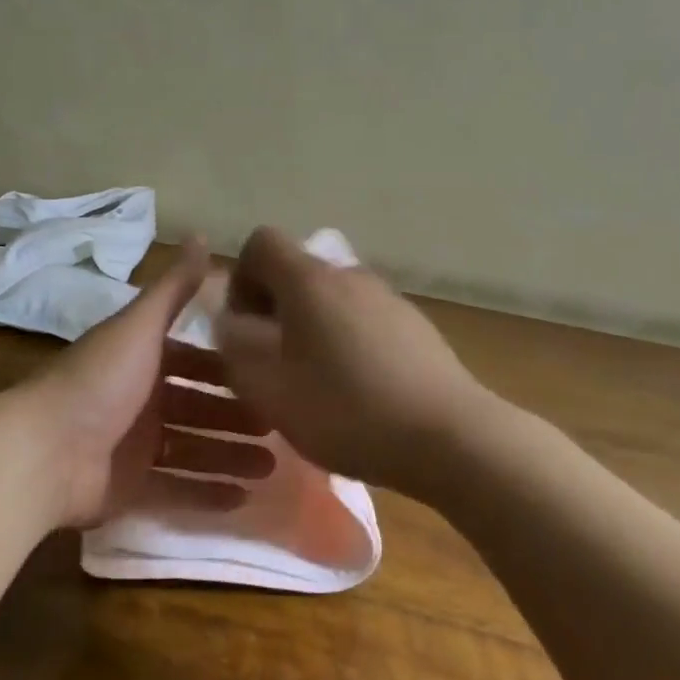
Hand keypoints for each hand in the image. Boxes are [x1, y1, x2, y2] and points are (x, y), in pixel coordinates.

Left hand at [25, 240, 274, 528]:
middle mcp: (139, 400)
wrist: (44, 451)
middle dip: (236, 416)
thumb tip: (203, 235)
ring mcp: (133, 447)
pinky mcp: (130, 488)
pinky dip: (207, 493)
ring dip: (230, 456)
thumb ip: (174, 287)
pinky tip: (244, 499)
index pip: (193, 360)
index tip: (269, 374)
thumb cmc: (100, 381)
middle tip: (279, 427)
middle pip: (198, 407)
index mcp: (140, 360)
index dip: (227, 368)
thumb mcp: (140, 326)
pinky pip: (176, 490)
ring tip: (272, 467)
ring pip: (193, 450)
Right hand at [214, 227, 488, 499]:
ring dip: (311, 330)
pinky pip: (364, 320)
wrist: (450, 437)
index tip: (245, 327)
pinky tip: (359, 392)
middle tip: (274, 364)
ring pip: (331, 300)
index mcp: (309, 281)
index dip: (241, 278)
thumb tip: (229, 319)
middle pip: (297, 273)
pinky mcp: (415, 325)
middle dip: (274, 311)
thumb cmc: (347, 410)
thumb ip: (235, 347)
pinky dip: (347, 342)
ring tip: (316, 384)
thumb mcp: (269, 388)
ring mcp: (388, 298)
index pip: (261, 243)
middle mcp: (350, 275)